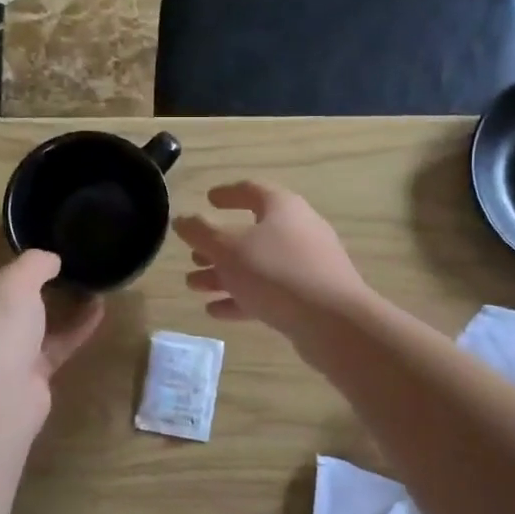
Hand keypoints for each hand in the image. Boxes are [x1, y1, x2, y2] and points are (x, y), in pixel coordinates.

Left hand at [0, 240, 103, 417]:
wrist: (1, 395)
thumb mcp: (17, 281)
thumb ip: (35, 263)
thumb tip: (51, 261)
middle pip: (4, 293)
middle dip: (26, 276)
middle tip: (53, 255)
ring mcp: (7, 348)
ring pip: (35, 319)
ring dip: (59, 301)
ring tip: (84, 279)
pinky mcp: (32, 370)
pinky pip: (58, 341)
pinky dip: (77, 326)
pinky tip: (100, 308)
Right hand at [174, 182, 371, 346]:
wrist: (333, 322)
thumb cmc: (276, 272)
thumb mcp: (228, 249)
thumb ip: (200, 233)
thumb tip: (181, 219)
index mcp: (282, 207)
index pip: (251, 190)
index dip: (227, 194)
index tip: (208, 199)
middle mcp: (298, 230)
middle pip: (252, 233)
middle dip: (218, 246)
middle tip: (193, 256)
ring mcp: (307, 265)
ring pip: (258, 266)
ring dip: (224, 275)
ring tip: (194, 286)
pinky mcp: (309, 297)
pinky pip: (269, 292)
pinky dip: (242, 298)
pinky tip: (215, 311)